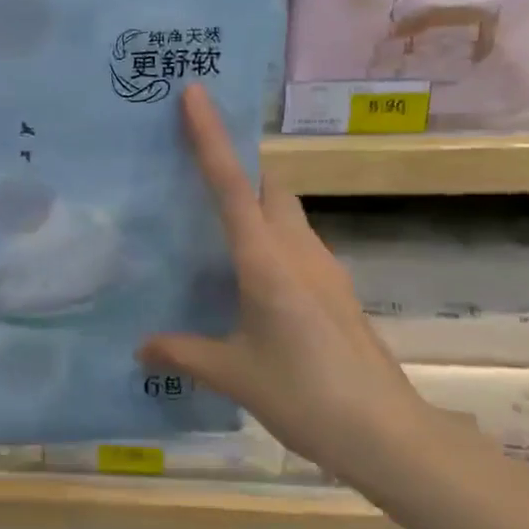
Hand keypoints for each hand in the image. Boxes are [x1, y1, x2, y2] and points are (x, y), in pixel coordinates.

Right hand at [138, 85, 424, 481]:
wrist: (388, 434)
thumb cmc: (305, 396)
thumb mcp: (234, 374)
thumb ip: (183, 352)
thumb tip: (140, 348)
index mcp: (265, 260)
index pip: (230, 184)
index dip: (210, 136)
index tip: (196, 93)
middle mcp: (297, 251)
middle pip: (268, 185)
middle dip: (238, 164)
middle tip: (195, 163)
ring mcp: (323, 268)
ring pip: (286, 212)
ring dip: (255, 200)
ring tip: (214, 219)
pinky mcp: (335, 290)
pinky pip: (295, 242)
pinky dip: (269, 235)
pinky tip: (249, 273)